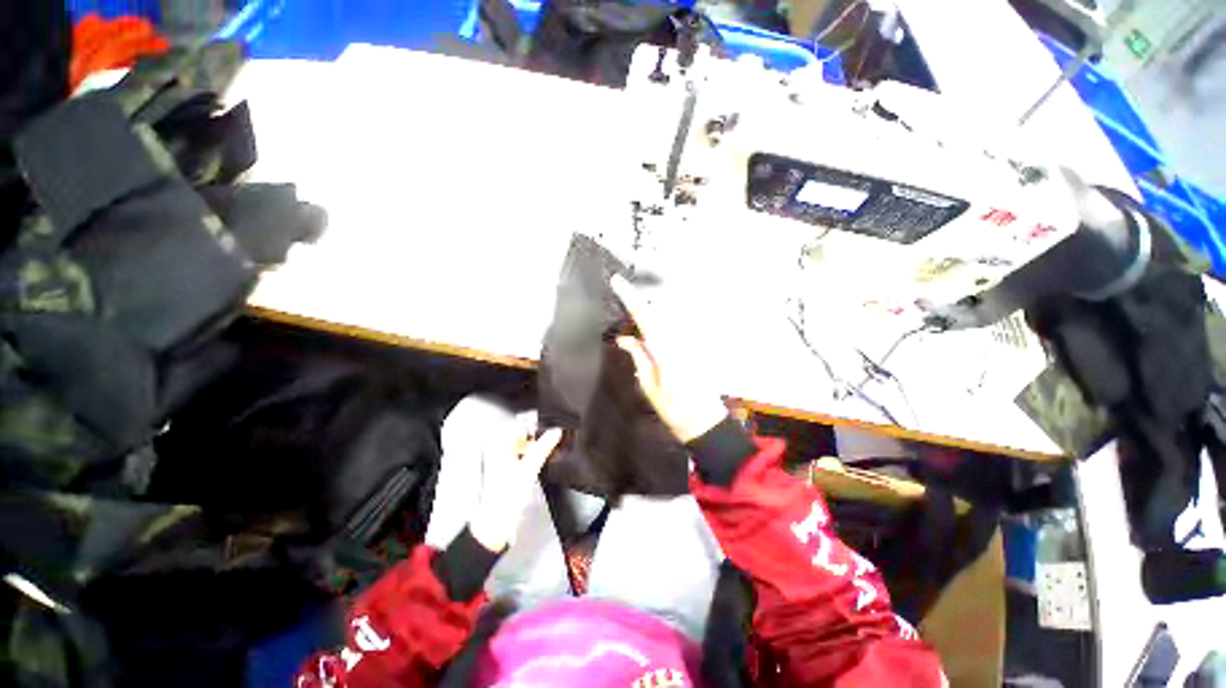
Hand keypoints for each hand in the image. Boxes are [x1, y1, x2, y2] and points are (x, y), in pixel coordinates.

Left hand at [468, 426, 562, 552]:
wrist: (496, 524)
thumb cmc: (508, 495)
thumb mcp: (529, 468)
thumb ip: (543, 447)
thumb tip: (556, 431)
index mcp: (501, 446)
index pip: (518, 424)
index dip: (534, 423)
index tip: (550, 425)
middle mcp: (501, 452)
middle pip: (521, 435)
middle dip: (537, 434)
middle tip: (553, 437)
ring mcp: (505, 463)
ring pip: (524, 446)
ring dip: (537, 446)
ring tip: (551, 448)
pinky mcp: (511, 474)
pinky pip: (524, 458)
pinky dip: (534, 456)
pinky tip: (543, 461)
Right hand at [611, 275, 728, 442]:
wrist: (706, 422)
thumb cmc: (675, 409)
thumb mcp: (649, 386)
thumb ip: (639, 357)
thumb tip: (624, 338)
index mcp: (665, 348)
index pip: (645, 315)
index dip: (630, 296)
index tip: (617, 281)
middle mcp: (679, 339)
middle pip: (656, 313)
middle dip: (638, 305)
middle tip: (621, 305)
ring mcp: (689, 343)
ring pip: (665, 319)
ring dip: (649, 316)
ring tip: (635, 324)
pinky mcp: (695, 348)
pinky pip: (673, 329)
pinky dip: (660, 327)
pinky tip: (652, 336)